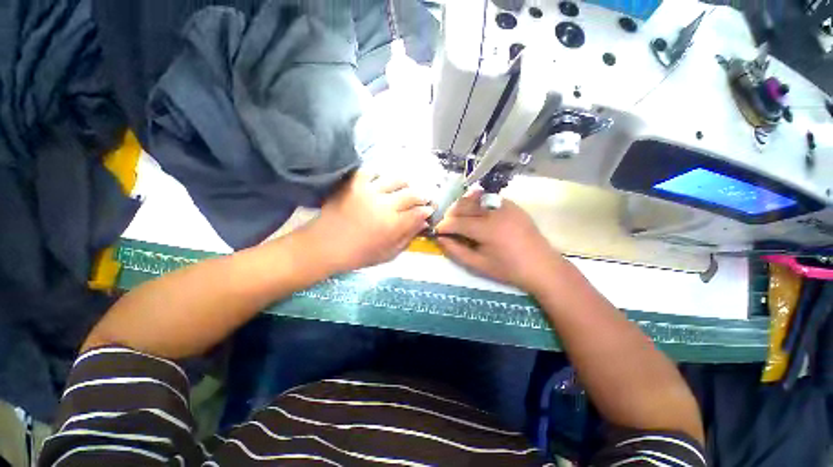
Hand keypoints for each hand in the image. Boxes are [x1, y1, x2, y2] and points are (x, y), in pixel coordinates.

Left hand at [307, 171, 433, 272]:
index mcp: (394, 225)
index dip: (427, 210)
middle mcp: (385, 205)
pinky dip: (379, 176)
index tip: (428, 210)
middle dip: (422, 196)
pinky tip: (380, 182)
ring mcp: (369, 191)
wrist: (324, 246)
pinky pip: (371, 172)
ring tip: (405, 188)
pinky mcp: (354, 184)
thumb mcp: (388, 254)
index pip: (419, 212)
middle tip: (423, 198)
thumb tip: (422, 223)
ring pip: (396, 180)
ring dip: (405, 184)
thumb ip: (407, 238)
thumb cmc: (358, 255)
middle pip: (412, 194)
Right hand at [435, 190, 565, 292]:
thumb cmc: (508, 269)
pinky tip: (477, 216)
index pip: (456, 222)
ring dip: (462, 207)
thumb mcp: (478, 265)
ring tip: (460, 219)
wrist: (542, 266)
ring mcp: (504, 205)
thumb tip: (440, 239)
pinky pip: (488, 199)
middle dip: (450, 215)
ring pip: (474, 199)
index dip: (443, 226)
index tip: (437, 232)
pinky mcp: (512, 204)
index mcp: (486, 229)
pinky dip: (477, 205)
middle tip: (447, 226)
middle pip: (463, 205)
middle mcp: (494, 211)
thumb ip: (456, 251)